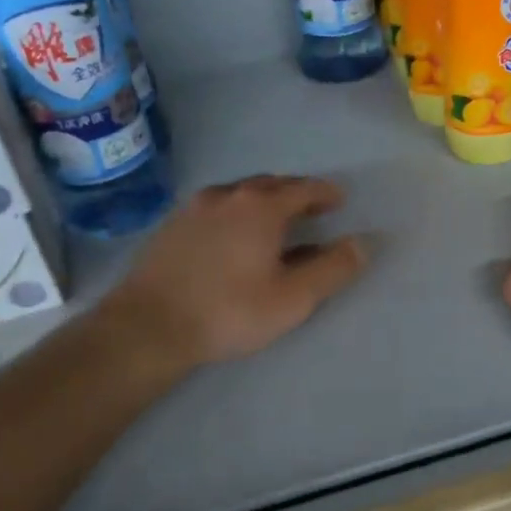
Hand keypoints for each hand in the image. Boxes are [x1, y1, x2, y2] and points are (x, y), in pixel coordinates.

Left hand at [97, 175, 366, 370]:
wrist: (148, 325)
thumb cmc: (229, 310)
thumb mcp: (293, 298)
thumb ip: (332, 268)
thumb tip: (362, 243)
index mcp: (261, 207)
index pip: (303, 188)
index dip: (325, 192)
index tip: (339, 199)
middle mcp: (228, 195)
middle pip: (270, 184)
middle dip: (294, 193)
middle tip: (310, 208)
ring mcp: (194, 207)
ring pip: (238, 193)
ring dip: (262, 201)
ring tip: (274, 220)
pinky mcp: (171, 226)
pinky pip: (215, 207)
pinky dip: (235, 212)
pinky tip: (232, 236)